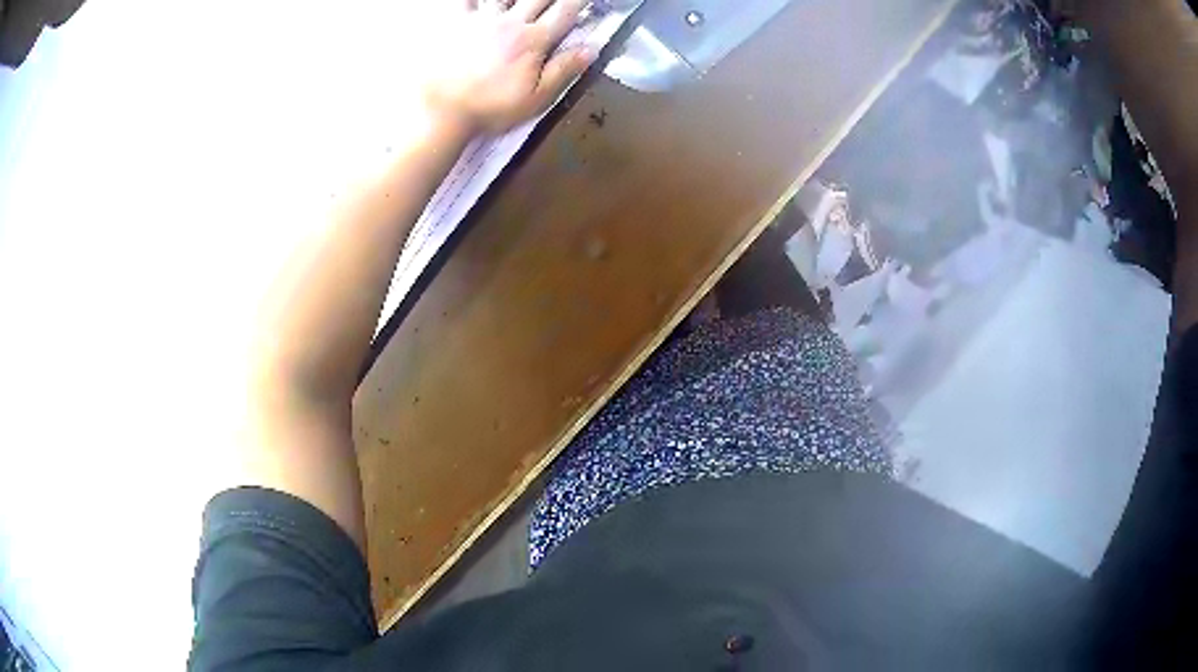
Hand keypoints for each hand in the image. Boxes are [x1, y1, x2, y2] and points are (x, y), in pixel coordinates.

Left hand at [419, 0, 596, 135]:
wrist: (443, 111)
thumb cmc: (490, 109)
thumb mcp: (536, 98)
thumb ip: (564, 70)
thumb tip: (591, 48)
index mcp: (534, 40)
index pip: (565, 11)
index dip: (578, 1)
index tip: (583, 0)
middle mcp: (512, 23)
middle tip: (555, 1)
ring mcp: (483, 19)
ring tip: (522, 1)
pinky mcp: (458, 22)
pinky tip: (482, 0)